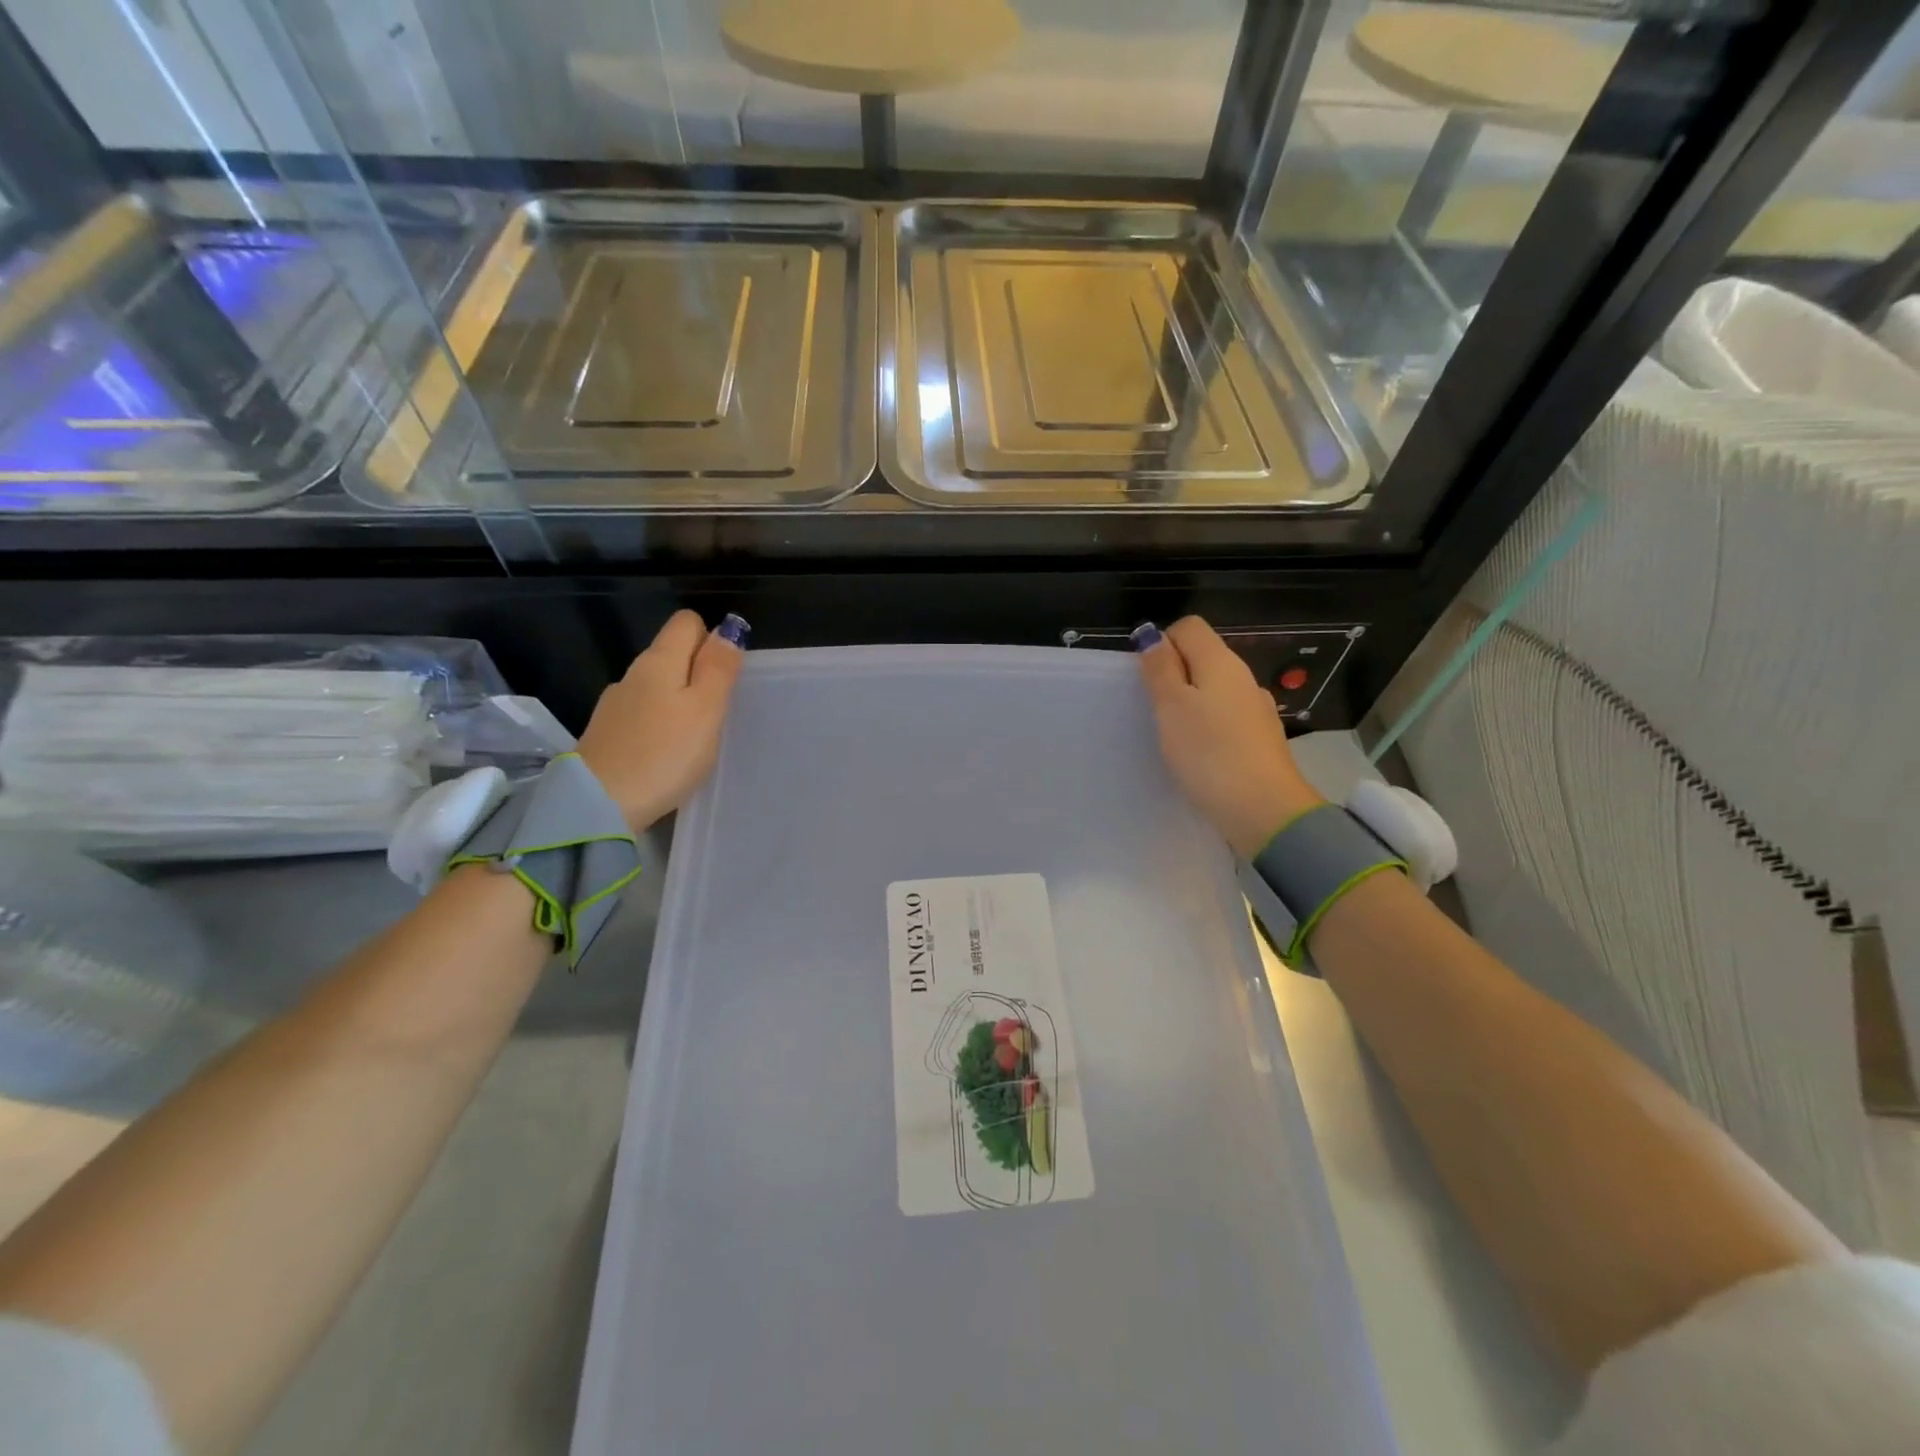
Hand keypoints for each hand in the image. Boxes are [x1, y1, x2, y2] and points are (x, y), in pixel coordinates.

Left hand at [576, 610, 747, 832]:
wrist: (598, 805)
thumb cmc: (665, 754)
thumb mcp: (706, 709)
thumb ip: (718, 668)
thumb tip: (728, 627)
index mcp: (659, 661)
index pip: (686, 622)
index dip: (711, 639)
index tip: (725, 675)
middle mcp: (633, 674)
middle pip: (671, 652)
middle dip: (697, 671)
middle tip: (718, 709)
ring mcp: (615, 704)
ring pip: (657, 685)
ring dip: (678, 698)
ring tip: (695, 734)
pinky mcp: (607, 733)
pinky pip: (643, 713)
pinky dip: (659, 722)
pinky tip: (666, 750)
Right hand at [1135, 616, 1323, 856]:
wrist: (1264, 810)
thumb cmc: (1209, 753)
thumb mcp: (1172, 707)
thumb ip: (1160, 668)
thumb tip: (1152, 634)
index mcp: (1221, 662)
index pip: (1189, 627)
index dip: (1162, 643)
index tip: (1146, 678)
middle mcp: (1243, 678)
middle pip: (1203, 657)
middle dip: (1174, 674)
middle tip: (1153, 709)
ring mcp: (1256, 709)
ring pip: (1215, 689)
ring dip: (1191, 702)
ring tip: (1173, 735)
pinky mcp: (1261, 739)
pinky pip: (1227, 717)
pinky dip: (1209, 726)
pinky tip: (1200, 753)